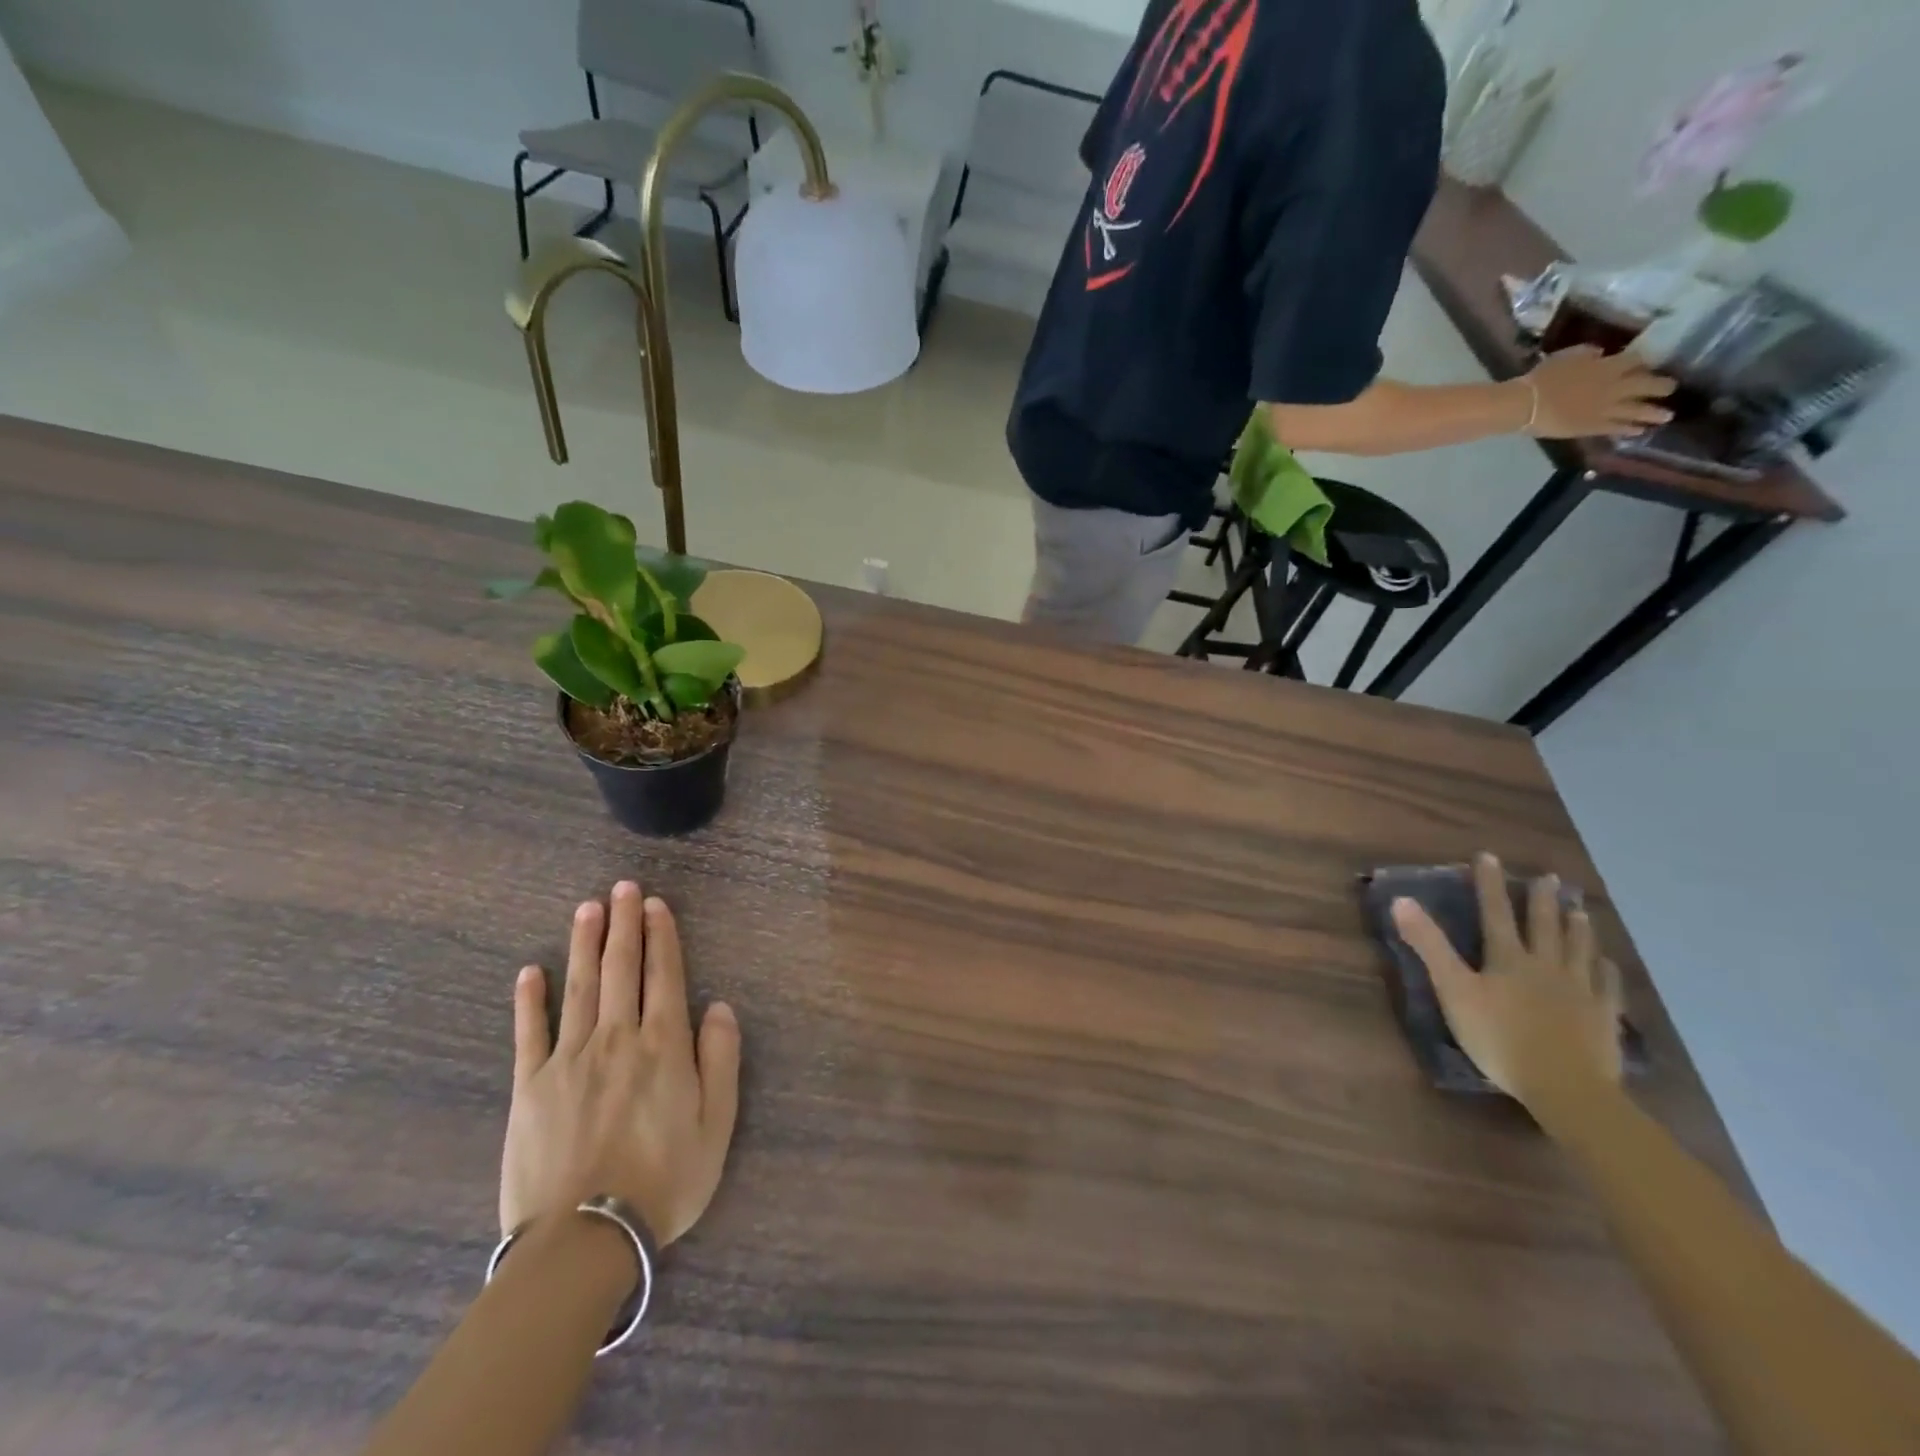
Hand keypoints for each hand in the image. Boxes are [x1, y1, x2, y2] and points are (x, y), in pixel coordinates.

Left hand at [500, 882, 740, 1245]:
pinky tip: (530, 971)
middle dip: (624, 924)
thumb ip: (721, 1059)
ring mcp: (569, 1059)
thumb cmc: (665, 1181)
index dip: (661, 936)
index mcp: (663, 1045)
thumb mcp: (717, 1124)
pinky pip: (529, 1033)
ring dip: (584, 943)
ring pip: (579, 987)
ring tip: (587, 908)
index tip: (655, 905)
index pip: (663, 975)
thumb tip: (719, 1006)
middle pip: (621, 968)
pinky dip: (530, 999)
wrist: (585, 1240)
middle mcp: (617, 1038)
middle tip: (622, 887)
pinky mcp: (530, 1087)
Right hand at [1391, 854, 1623, 1107]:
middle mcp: (1546, 965)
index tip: (1489, 856)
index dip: (1490, 884)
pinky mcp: (1603, 1017)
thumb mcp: (1453, 991)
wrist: (1565, 1086)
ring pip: (1579, 950)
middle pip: (1544, 926)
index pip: (1495, 912)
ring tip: (1579, 910)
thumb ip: (1429, 946)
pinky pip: (1607, 986)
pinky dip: (1606, 970)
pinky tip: (1608, 964)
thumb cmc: (1499, 1037)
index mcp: (1508, 958)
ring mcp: (1580, 990)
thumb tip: (1402, 901)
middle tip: (1549, 878)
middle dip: (1542, 900)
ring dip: (1577, 928)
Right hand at [1522, 345, 1675, 439]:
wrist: (1526, 405)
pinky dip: (1630, 430)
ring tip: (1667, 417)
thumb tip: (1600, 355)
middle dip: (1662, 386)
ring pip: (1638, 410)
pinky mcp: (1592, 427)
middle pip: (1647, 385)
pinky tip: (1639, 431)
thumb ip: (1588, 354)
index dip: (1646, 362)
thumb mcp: (1567, 356)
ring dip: (1654, 413)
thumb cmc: (1542, 378)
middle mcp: (1616, 387)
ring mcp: (1606, 410)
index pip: (1638, 360)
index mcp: (1610, 367)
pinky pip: (1616, 428)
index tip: (1651, 364)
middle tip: (1671, 388)